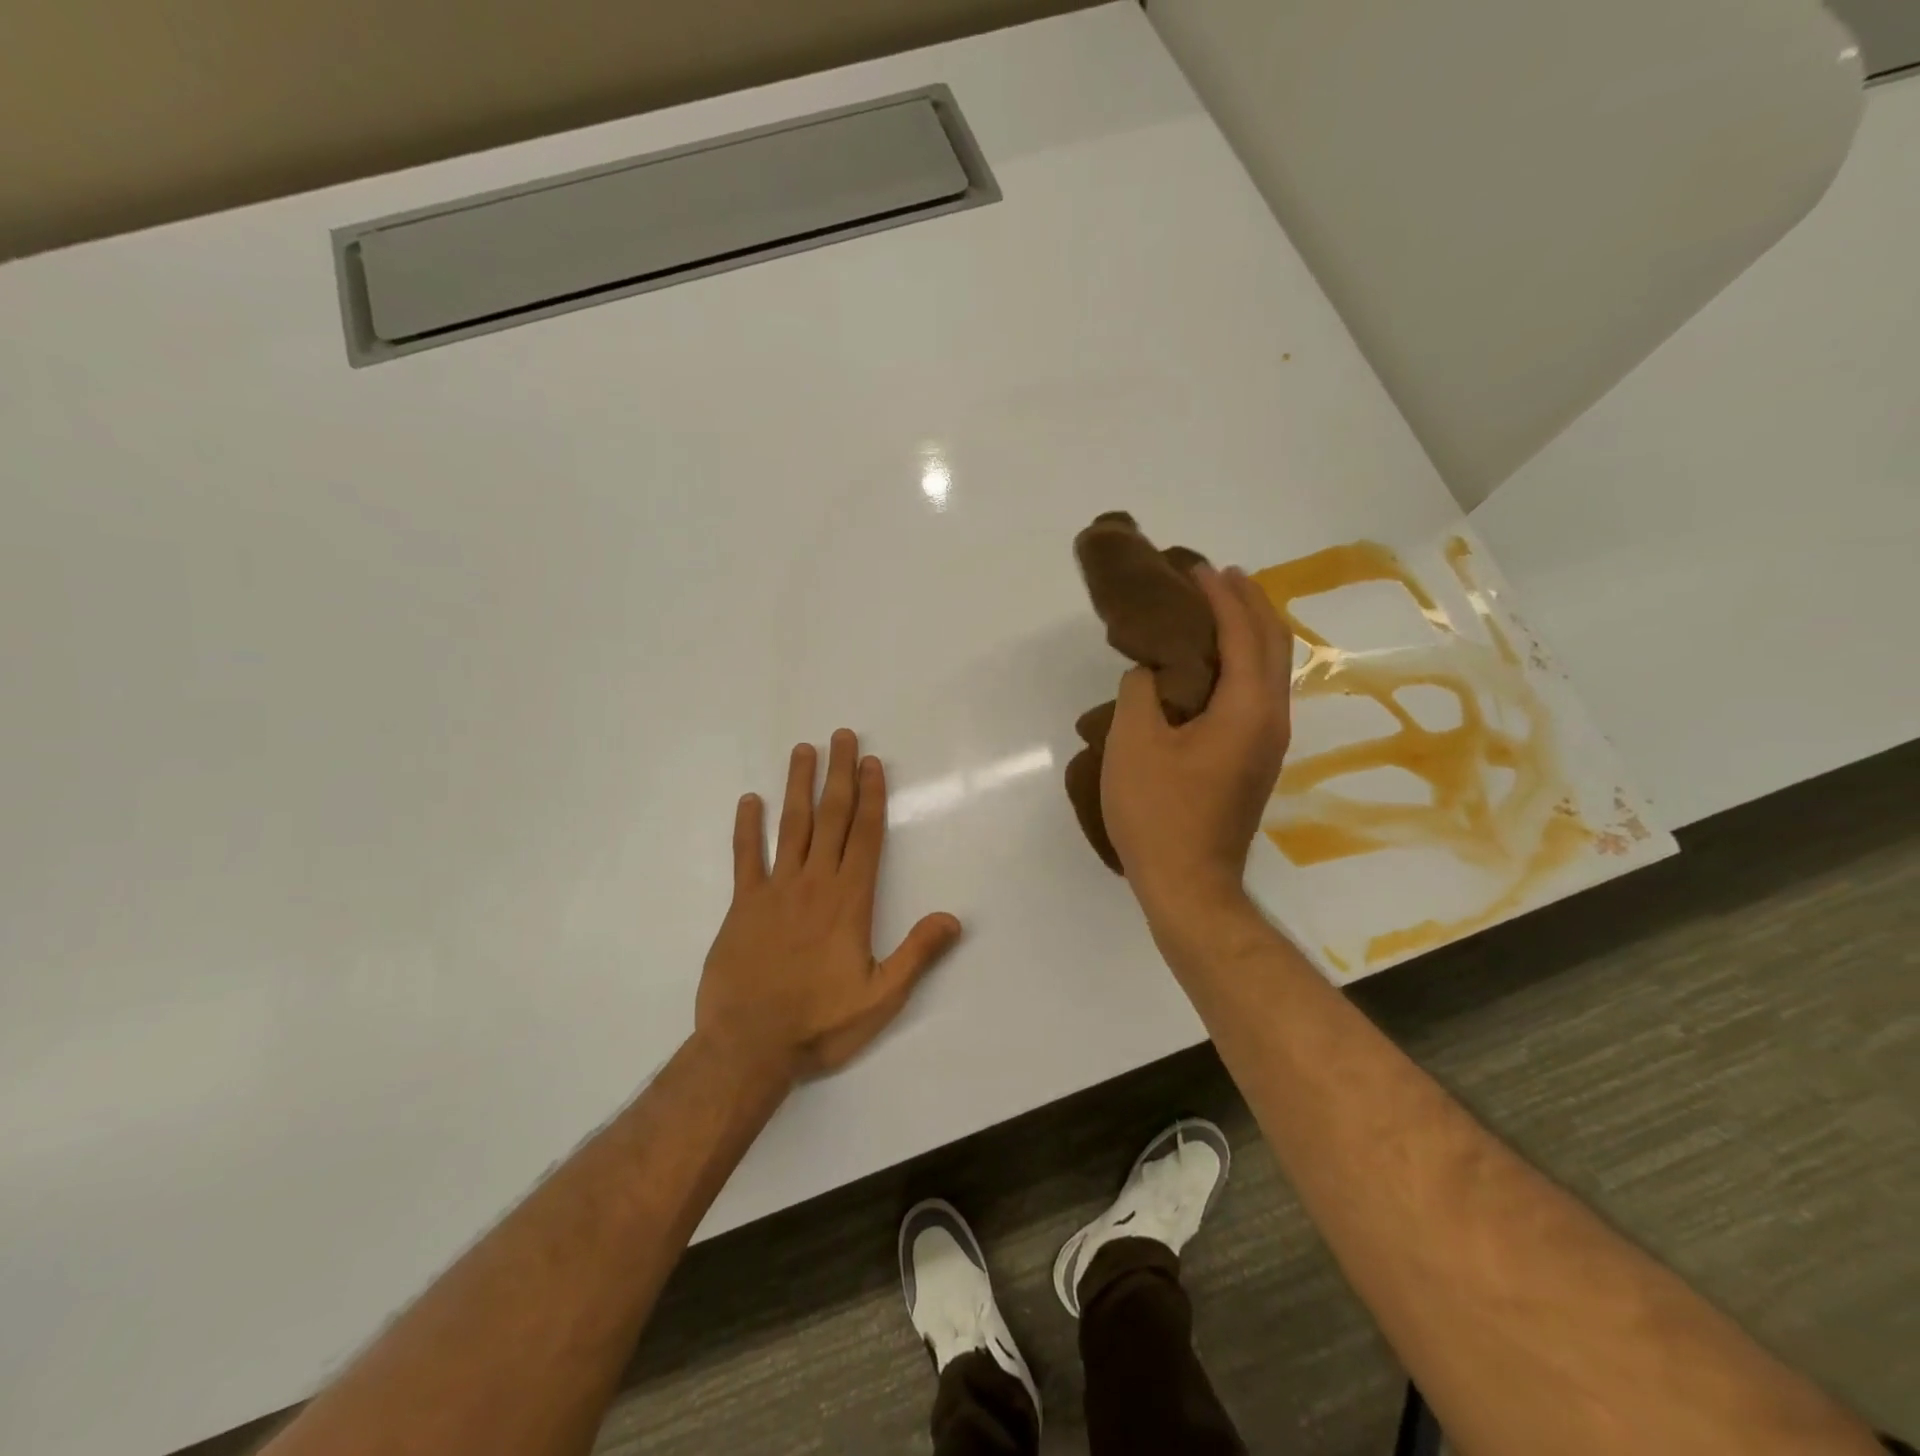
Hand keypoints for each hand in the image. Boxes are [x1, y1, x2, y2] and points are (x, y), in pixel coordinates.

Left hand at [695, 729, 962, 1080]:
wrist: (748, 1047)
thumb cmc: (820, 1024)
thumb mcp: (881, 997)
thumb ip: (917, 954)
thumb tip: (953, 918)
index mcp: (849, 901)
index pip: (865, 836)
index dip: (870, 796)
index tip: (871, 762)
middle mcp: (814, 883)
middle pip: (830, 818)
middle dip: (839, 775)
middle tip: (841, 736)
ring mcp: (775, 890)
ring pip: (791, 826)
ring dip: (799, 786)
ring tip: (803, 751)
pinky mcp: (742, 906)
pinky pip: (745, 857)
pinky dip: (747, 827)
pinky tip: (750, 801)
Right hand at [1101, 565, 1292, 922]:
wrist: (1188, 884)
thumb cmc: (1158, 812)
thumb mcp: (1134, 742)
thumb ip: (1142, 691)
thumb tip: (1151, 670)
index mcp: (1248, 709)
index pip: (1244, 634)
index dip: (1222, 596)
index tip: (1197, 568)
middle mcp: (1271, 720)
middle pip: (1273, 645)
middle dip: (1249, 604)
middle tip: (1218, 576)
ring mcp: (1267, 744)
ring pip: (1269, 671)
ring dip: (1248, 632)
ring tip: (1218, 609)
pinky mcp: (1253, 761)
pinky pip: (1256, 694)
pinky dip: (1240, 664)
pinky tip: (1213, 665)